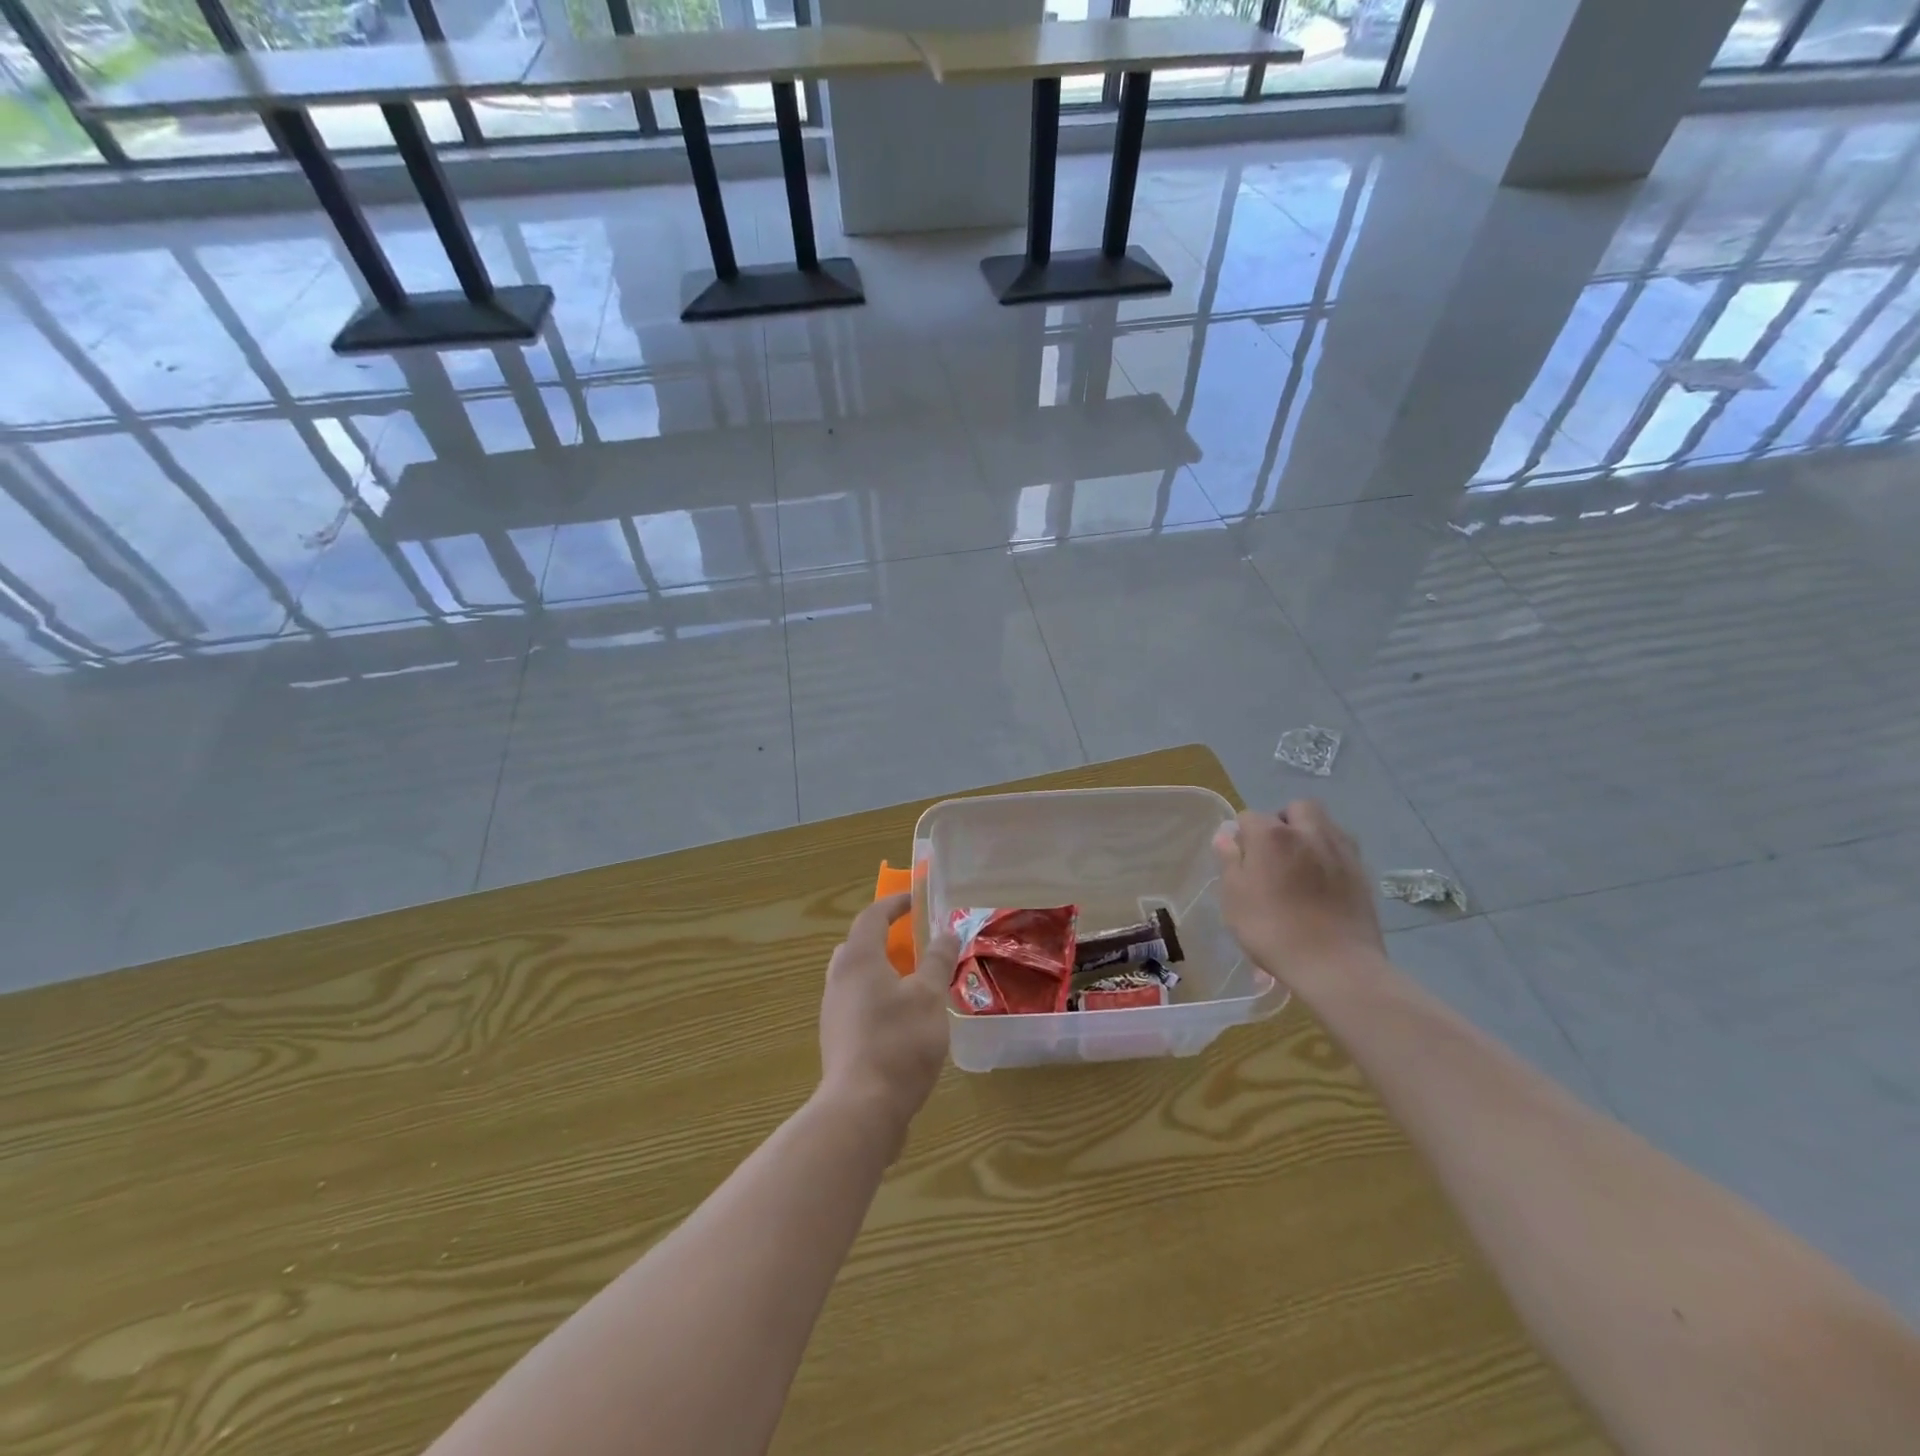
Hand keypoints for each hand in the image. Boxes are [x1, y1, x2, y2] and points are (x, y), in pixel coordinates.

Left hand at [818, 893, 959, 1143]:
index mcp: (858, 959)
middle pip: (859, 945)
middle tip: (916, 944)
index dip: (895, 903)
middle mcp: (839, 979)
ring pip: (858, 976)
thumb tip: (947, 931)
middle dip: (887, 938)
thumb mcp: (929, 996)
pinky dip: (879, 997)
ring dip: (884, 970)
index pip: (872, 916)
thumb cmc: (898, 1042)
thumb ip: (937, 960)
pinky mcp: (838, 1039)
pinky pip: (858, 1003)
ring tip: (916, 983)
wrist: (861, 1109)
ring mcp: (834, 1011)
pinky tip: (905, 1020)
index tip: (916, 901)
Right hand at [1212, 802, 1385, 990]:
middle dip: (1283, 821)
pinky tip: (1323, 882)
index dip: (1242, 836)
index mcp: (1272, 835)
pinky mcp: (1362, 872)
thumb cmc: (1273, 930)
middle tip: (1274, 853)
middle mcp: (1309, 831)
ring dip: (1310, 833)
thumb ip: (1229, 861)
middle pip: (1296, 809)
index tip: (1241, 861)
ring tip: (1300, 864)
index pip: (1249, 817)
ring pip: (1324, 824)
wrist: (1336, 965)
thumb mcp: (1235, 898)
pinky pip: (1341, 848)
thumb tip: (1226, 835)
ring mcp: (1341, 850)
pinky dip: (1329, 855)